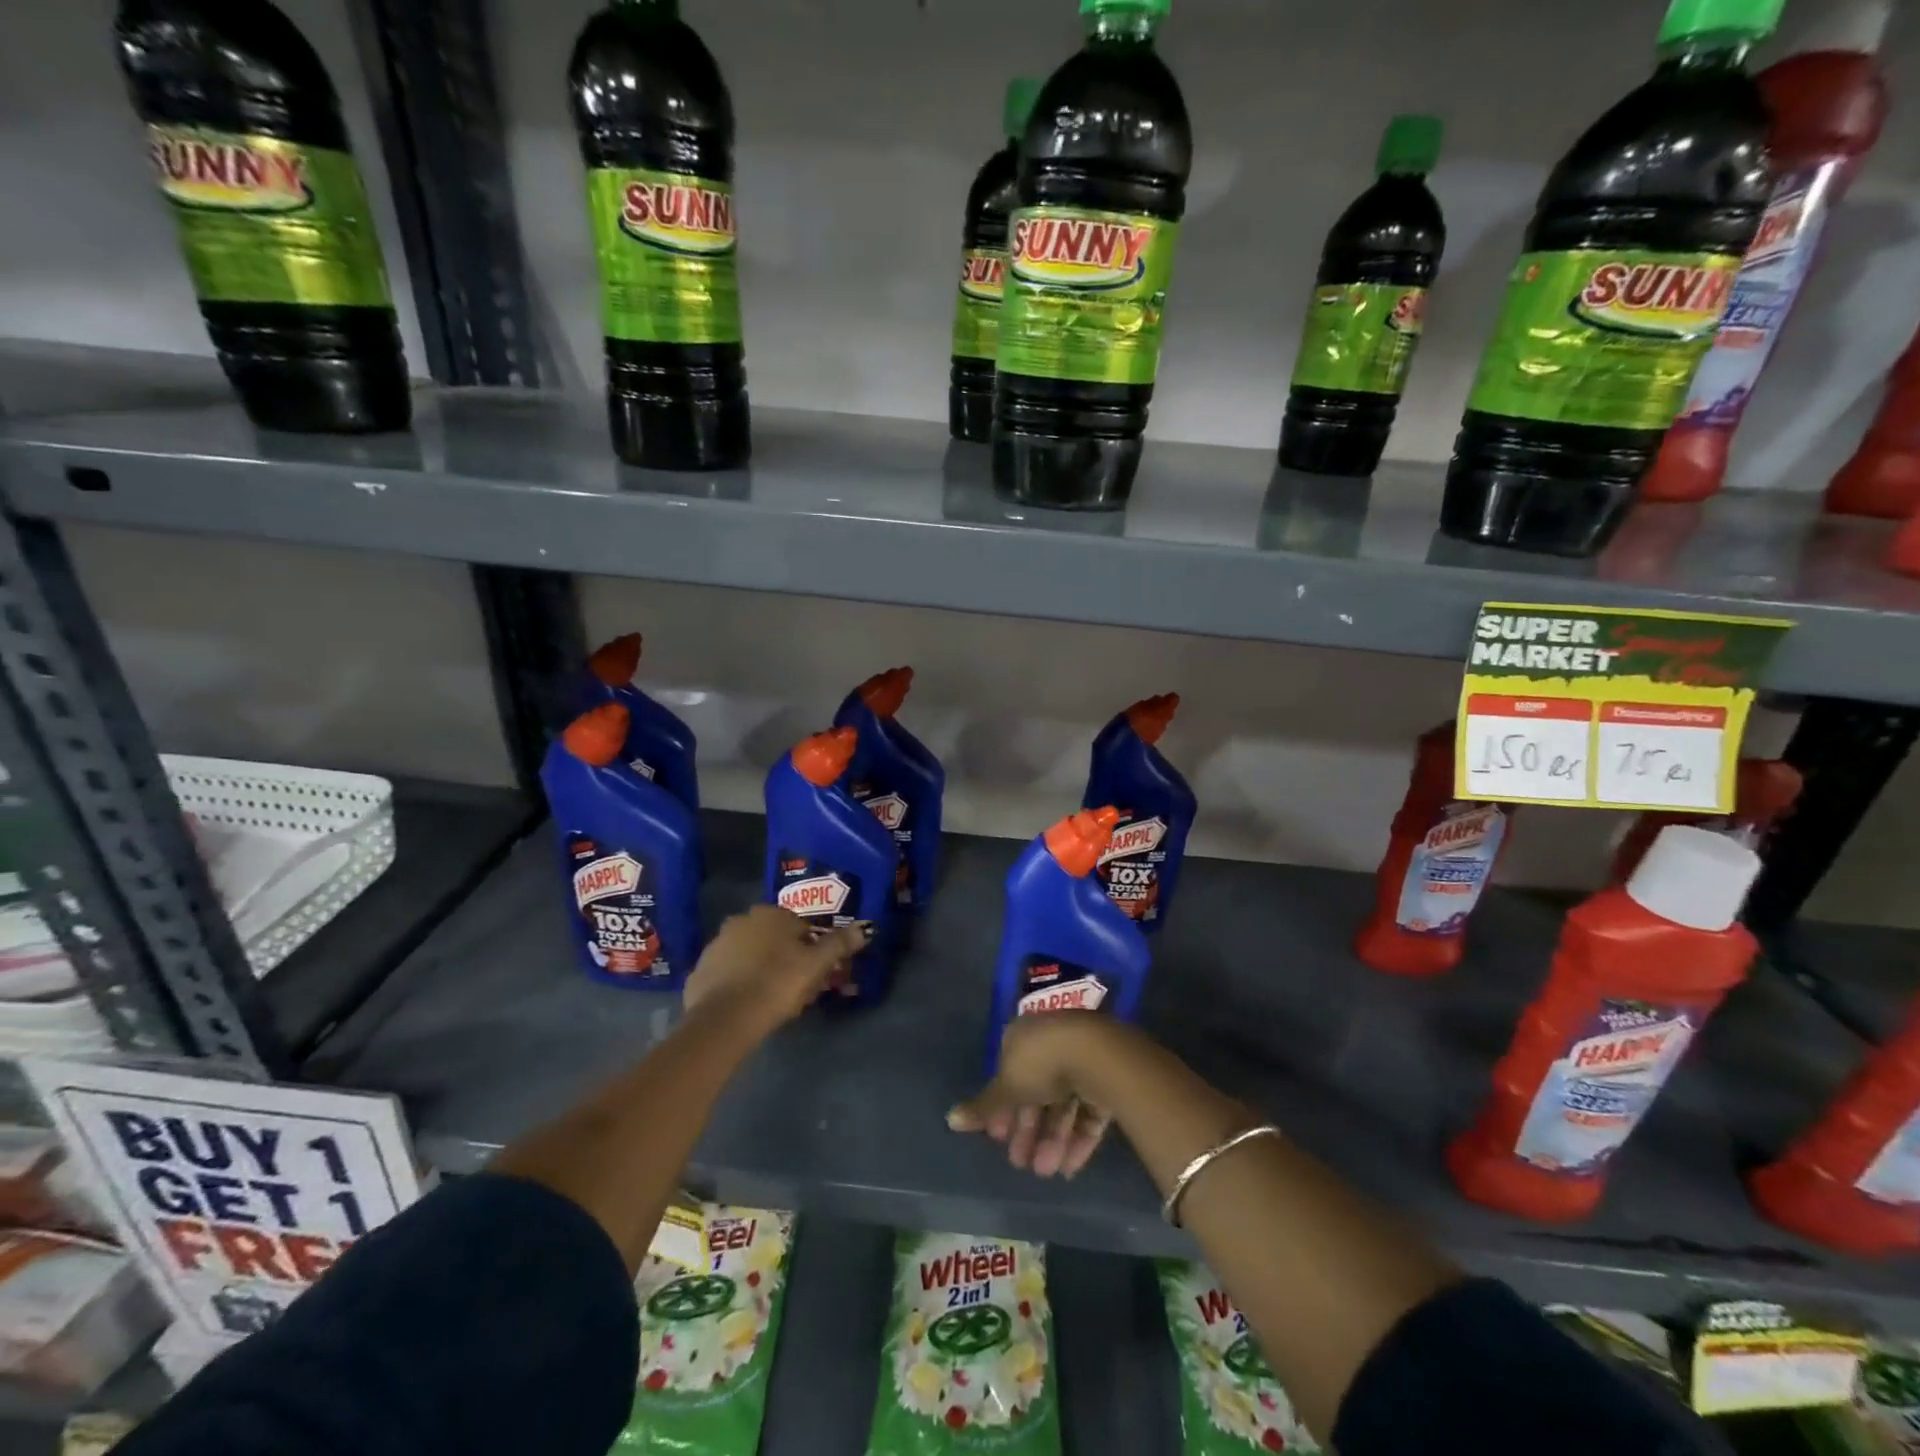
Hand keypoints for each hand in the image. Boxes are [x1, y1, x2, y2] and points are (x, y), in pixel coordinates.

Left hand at [682, 906, 871, 1033]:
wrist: (725, 1019)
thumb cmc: (777, 984)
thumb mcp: (817, 965)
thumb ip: (840, 944)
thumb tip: (865, 928)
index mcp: (771, 914)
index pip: (800, 925)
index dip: (811, 948)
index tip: (815, 972)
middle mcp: (741, 920)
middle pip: (772, 938)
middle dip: (784, 956)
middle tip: (795, 986)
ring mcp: (716, 945)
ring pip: (748, 954)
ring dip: (759, 968)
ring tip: (770, 997)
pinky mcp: (699, 971)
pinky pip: (727, 974)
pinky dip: (737, 983)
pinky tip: (747, 1004)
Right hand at [947, 1013, 1116, 1179]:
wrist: (1097, 1055)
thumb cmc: (1041, 1064)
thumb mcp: (1006, 1087)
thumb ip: (983, 1107)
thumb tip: (950, 1120)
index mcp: (1024, 1037)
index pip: (1009, 1074)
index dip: (1002, 1108)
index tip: (997, 1137)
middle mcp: (1051, 1044)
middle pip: (1036, 1092)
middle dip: (1028, 1130)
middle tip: (1021, 1163)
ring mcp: (1081, 1060)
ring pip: (1062, 1104)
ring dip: (1051, 1140)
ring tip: (1046, 1172)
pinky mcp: (1106, 1078)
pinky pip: (1087, 1111)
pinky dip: (1077, 1138)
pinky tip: (1069, 1168)